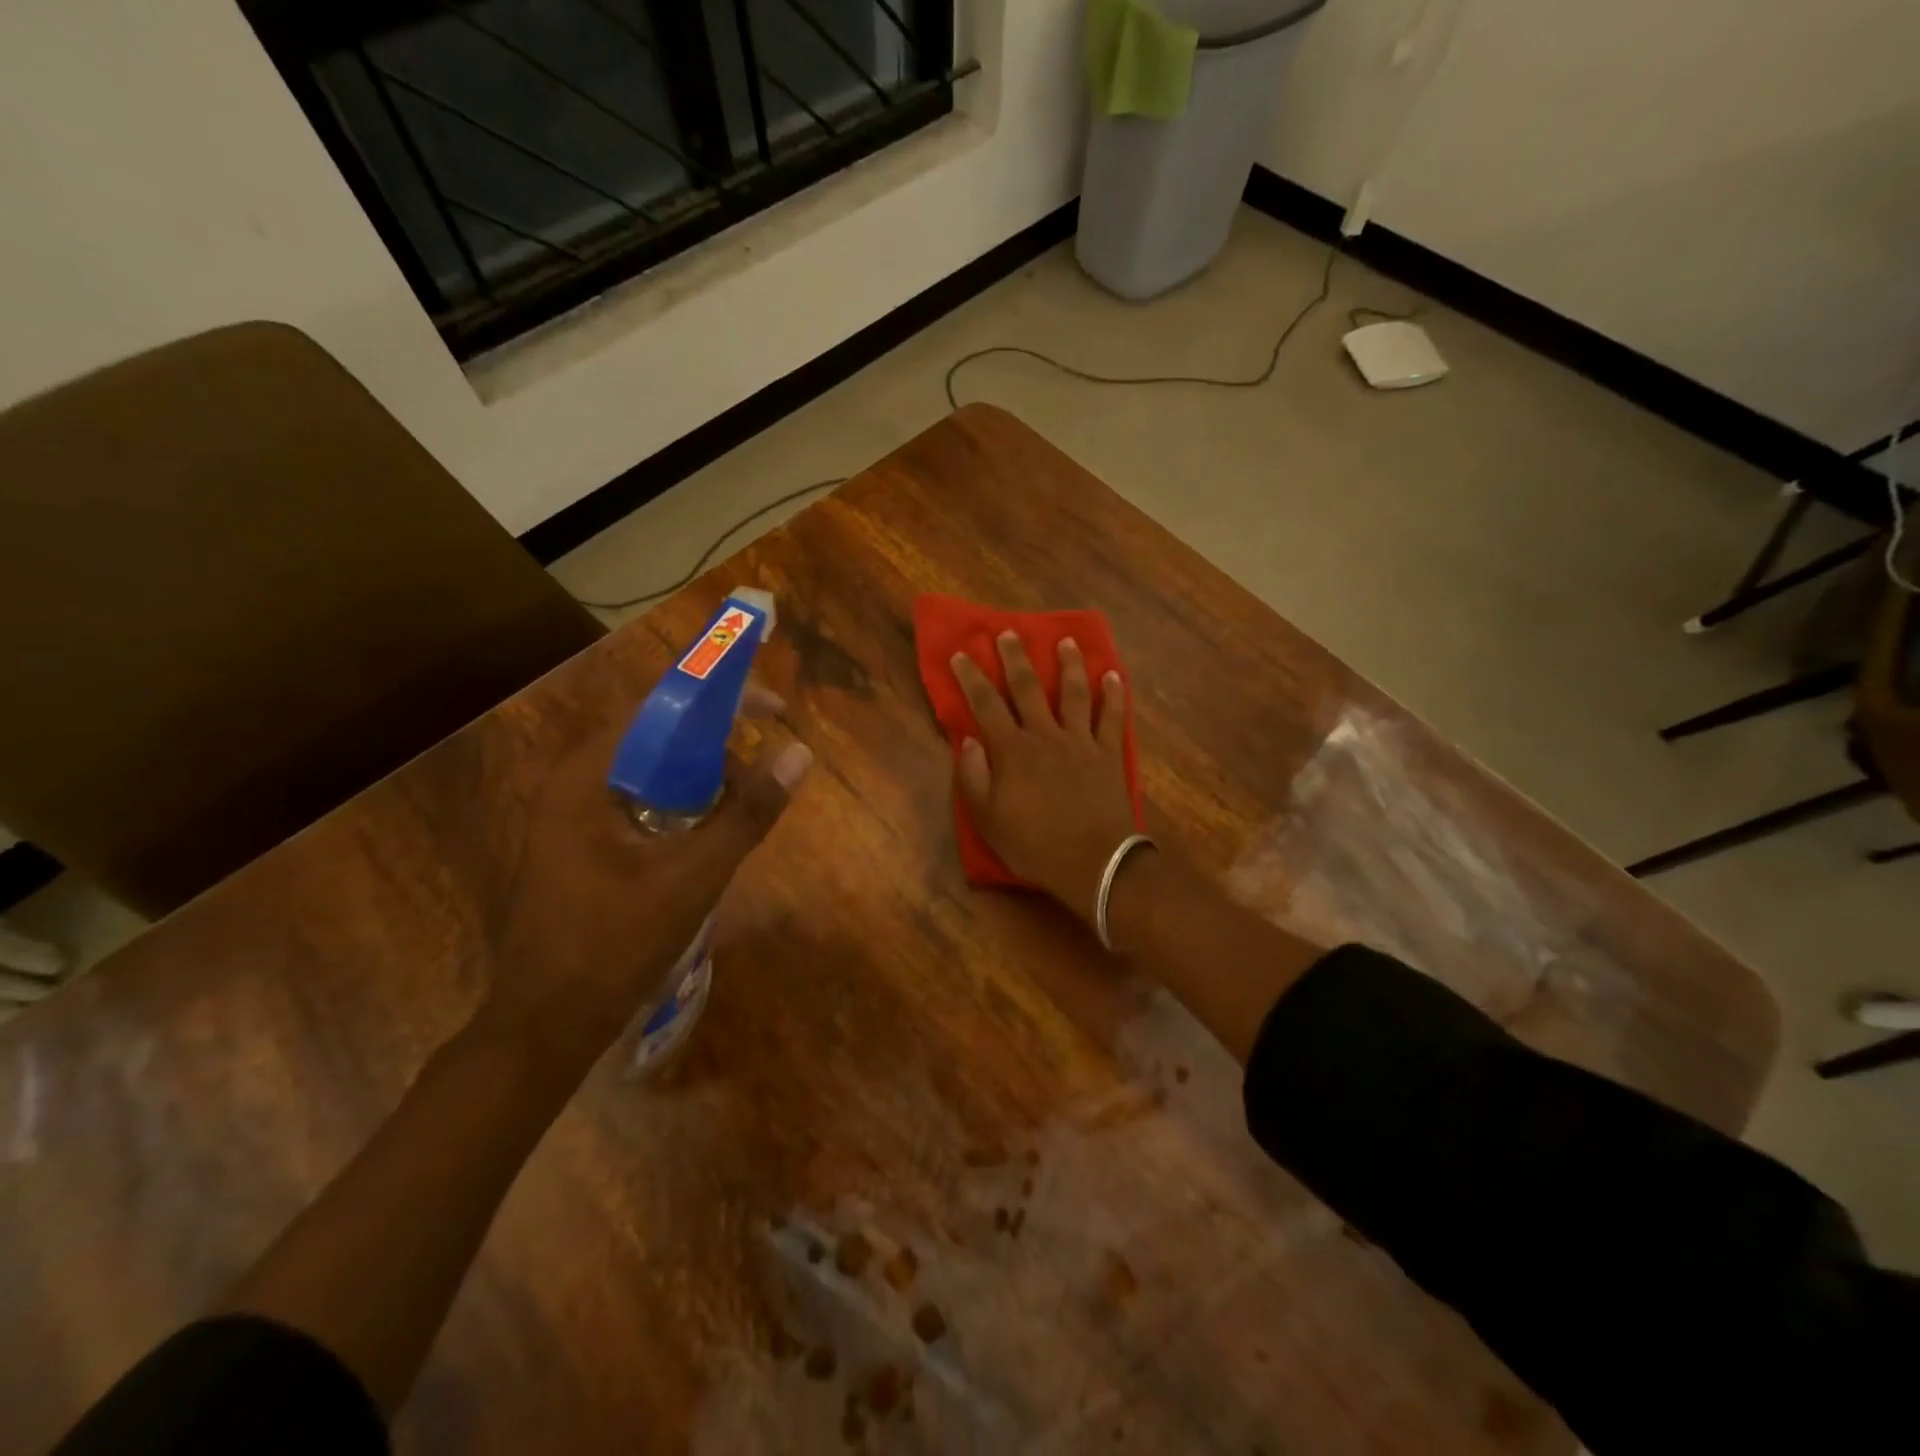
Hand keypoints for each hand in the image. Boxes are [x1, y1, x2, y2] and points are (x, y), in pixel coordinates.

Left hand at [483, 712, 811, 1075]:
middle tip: (762, 766)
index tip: (772, 707)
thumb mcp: (693, 877)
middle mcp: (572, 784)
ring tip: (742, 800)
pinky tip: (708, 832)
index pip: (657, 708)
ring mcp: (571, 816)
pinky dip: (680, 803)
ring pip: (649, 771)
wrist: (545, 1027)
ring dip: (700, 776)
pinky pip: (639, 801)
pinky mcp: (580, 844)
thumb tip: (800, 753)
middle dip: (715, 742)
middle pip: (654, 736)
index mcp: (586, 777)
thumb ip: (746, 812)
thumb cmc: (614, 945)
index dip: (718, 699)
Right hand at [951, 632, 1139, 922]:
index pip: (986, 704)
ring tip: (1065, 641)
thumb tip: (967, 740)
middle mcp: (1045, 735)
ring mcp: (1081, 741)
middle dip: (1016, 658)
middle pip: (1028, 688)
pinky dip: (1113, 695)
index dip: (971, 677)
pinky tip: (1113, 675)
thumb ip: (973, 777)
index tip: (962, 653)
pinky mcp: (1109, 753)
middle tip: (1009, 632)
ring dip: (1068, 664)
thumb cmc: (1034, 845)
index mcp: (1012, 750)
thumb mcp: (988, 820)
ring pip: (1073, 693)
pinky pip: (1112, 717)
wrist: (1094, 863)